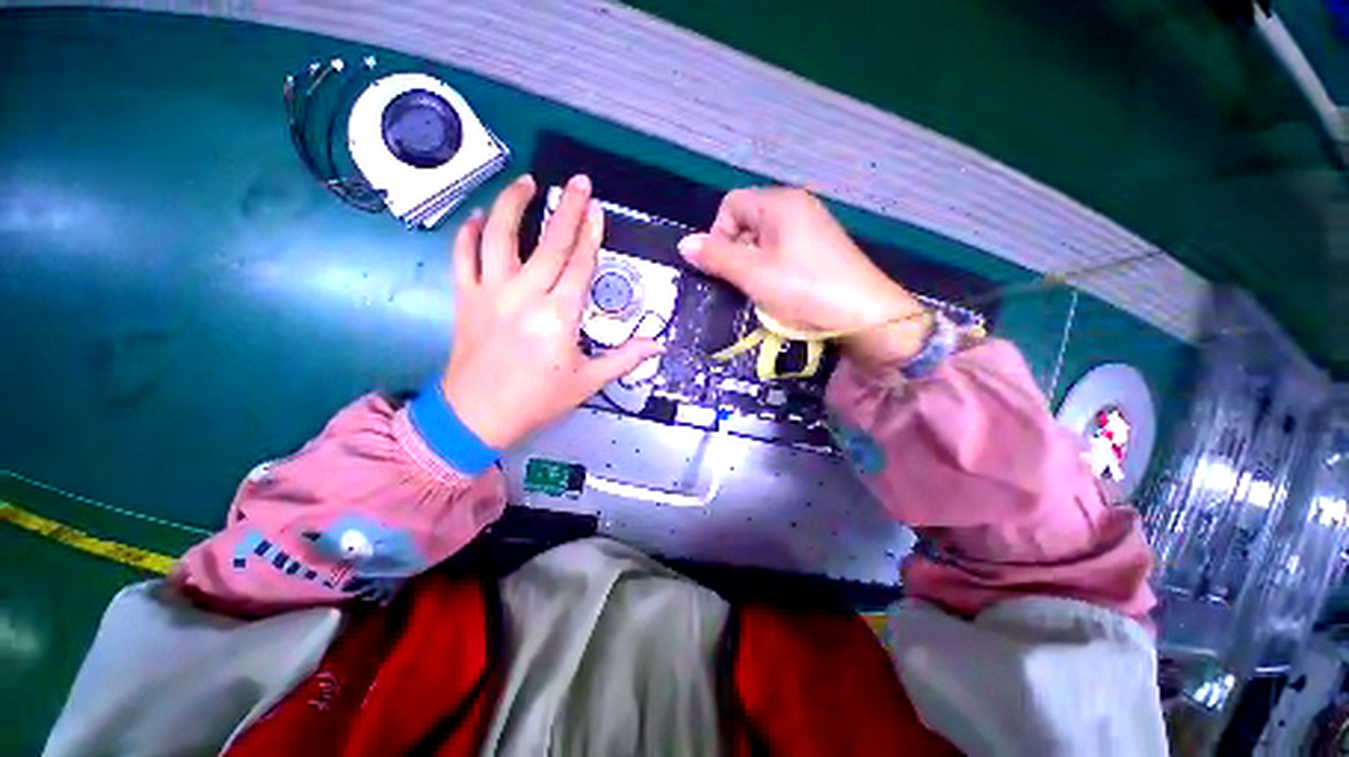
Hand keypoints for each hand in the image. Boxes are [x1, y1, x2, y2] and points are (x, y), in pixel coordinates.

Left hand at [443, 174, 662, 448]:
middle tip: (578, 182)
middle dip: (567, 209)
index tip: (597, 210)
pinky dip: (469, 232)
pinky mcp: (466, 298)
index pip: (579, 265)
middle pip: (549, 242)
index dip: (590, 235)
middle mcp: (525, 295)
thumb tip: (656, 345)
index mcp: (558, 316)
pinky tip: (479, 217)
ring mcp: (491, 292)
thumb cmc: (537, 400)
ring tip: (526, 182)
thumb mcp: (587, 382)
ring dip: (512, 204)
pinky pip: (463, 256)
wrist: (477, 416)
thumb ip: (623, 359)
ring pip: (499, 236)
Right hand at [678, 188, 931, 367]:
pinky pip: (783, 254)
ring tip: (762, 293)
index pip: (730, 205)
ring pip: (764, 242)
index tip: (722, 268)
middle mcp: (797, 208)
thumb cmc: (804, 290)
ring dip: (754, 266)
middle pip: (747, 222)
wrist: (866, 318)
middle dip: (736, 253)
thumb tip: (684, 244)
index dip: (718, 234)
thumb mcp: (753, 274)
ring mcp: (813, 229)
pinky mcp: (821, 252)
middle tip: (742, 284)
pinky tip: (781, 294)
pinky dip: (773, 272)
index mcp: (779, 203)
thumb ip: (716, 258)